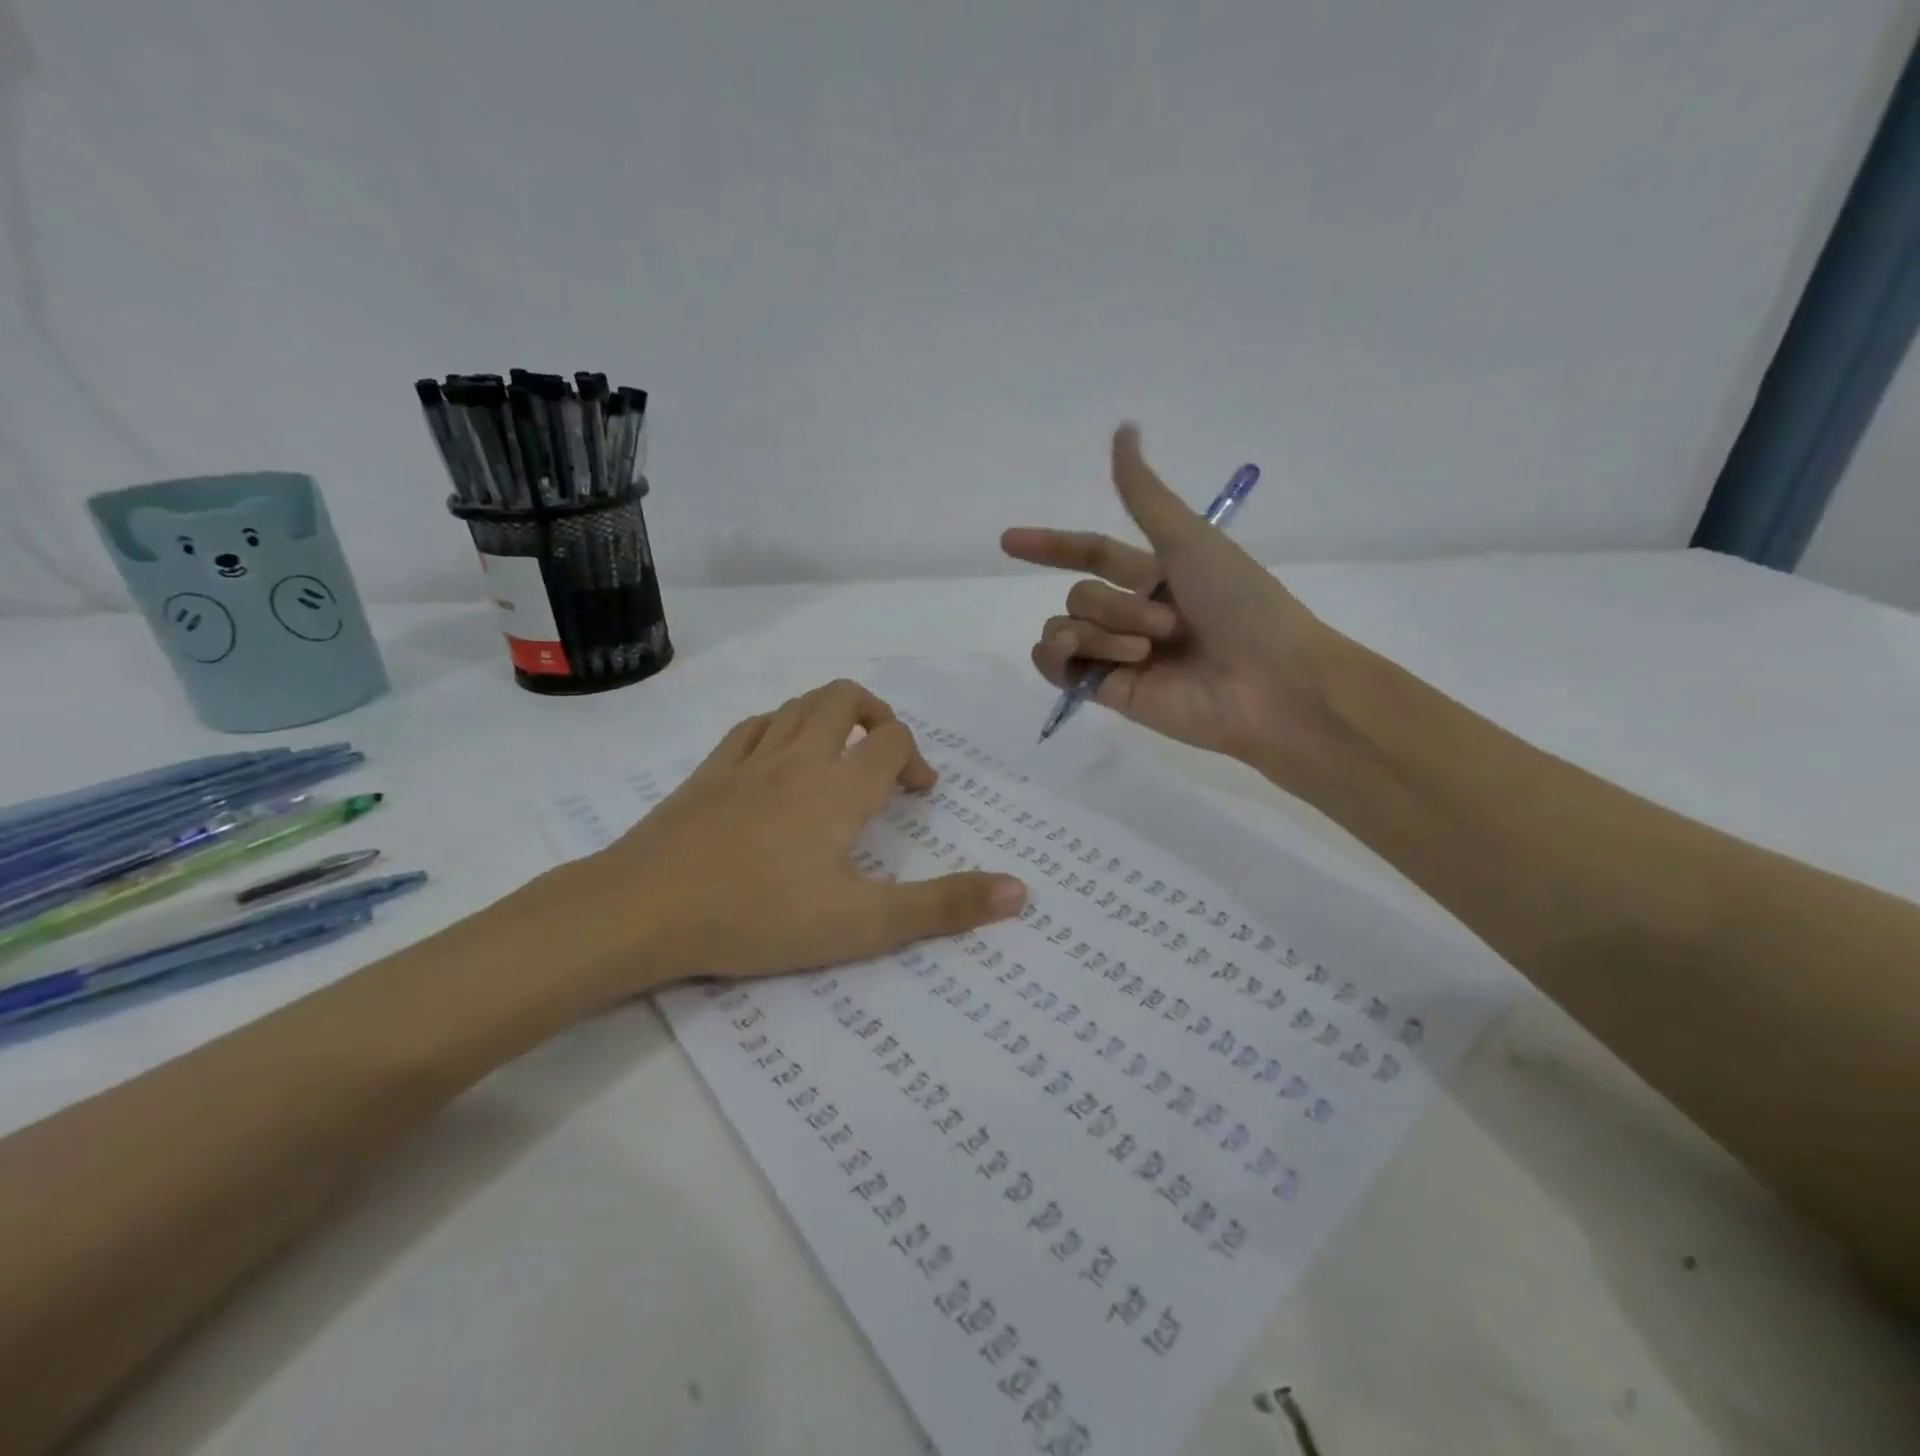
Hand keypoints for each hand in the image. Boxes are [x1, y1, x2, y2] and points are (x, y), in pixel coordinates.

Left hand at [564, 680, 1027, 996]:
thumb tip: (1021, 891)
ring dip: (828, 716)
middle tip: (883, 758)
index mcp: (839, 787)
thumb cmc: (760, 917)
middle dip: (875, 716)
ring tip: (837, 756)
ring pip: (797, 705)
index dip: (914, 758)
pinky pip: (752, 727)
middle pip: (844, 699)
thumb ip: (943, 907)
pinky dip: (778, 728)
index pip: (891, 740)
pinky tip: (776, 758)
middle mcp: (798, 758)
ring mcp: (747, 760)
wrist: (643, 911)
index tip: (917, 795)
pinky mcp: (707, 772)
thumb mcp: (863, 924)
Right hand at [1002, 425, 1348, 779]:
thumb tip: (1122, 429)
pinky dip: (1059, 655)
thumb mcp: (1188, 538)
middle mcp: (1133, 614)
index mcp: (1156, 575)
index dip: (1052, 546)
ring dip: (1103, 630)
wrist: (1267, 682)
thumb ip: (1144, 494)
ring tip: (1147, 651)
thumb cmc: (1239, 604)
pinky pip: (1057, 665)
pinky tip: (1077, 654)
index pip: (1090, 555)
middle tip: (1168, 624)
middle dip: (1115, 605)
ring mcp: (1118, 656)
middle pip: (1081, 594)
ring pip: (1067, 626)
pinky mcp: (1107, 691)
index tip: (1010, 541)